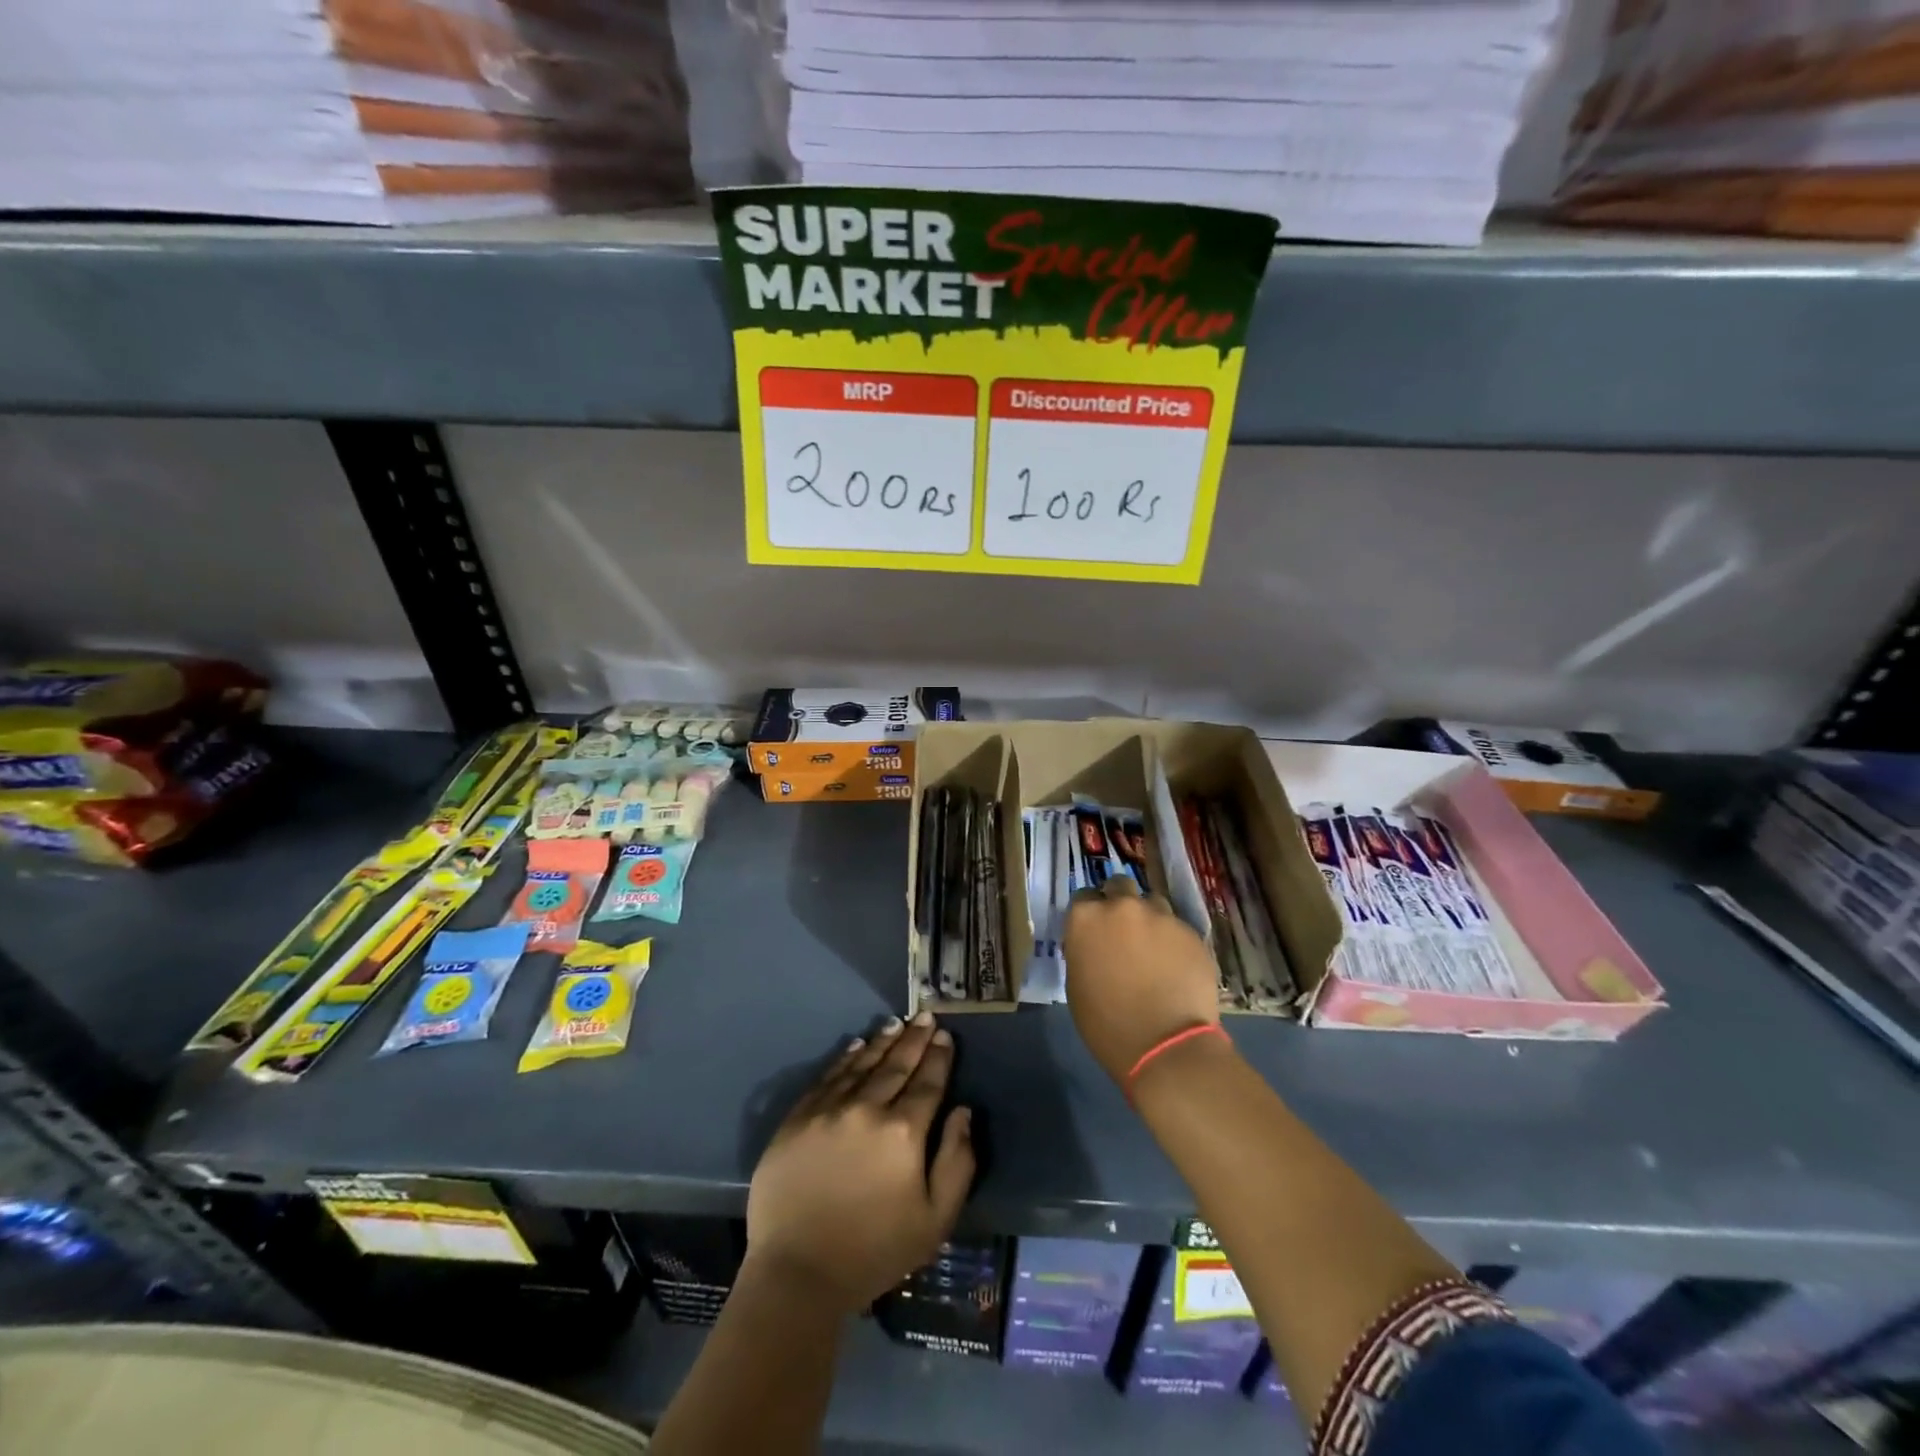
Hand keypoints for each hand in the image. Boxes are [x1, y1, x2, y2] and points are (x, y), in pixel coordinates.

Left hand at [746, 1012, 974, 1314]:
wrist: (797, 1273)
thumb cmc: (874, 1252)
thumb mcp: (934, 1221)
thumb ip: (957, 1162)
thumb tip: (963, 1112)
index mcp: (903, 1132)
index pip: (927, 1083)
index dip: (939, 1057)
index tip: (945, 1036)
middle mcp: (867, 1109)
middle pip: (896, 1065)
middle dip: (915, 1039)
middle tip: (926, 1016)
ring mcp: (828, 1110)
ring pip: (862, 1064)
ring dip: (883, 1041)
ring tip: (897, 1023)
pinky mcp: (798, 1118)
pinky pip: (827, 1077)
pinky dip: (845, 1058)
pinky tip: (856, 1045)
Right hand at [1063, 877, 1220, 1084]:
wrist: (1165, 1045)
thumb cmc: (1107, 1024)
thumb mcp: (1077, 984)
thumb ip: (1083, 950)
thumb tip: (1095, 943)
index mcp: (1086, 917)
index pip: (1083, 897)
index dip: (1090, 914)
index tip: (1095, 932)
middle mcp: (1122, 906)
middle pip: (1119, 887)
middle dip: (1120, 903)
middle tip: (1124, 933)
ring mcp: (1161, 916)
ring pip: (1153, 904)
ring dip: (1150, 920)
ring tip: (1154, 950)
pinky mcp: (1191, 932)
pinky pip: (1178, 928)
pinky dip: (1174, 942)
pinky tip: (1177, 967)